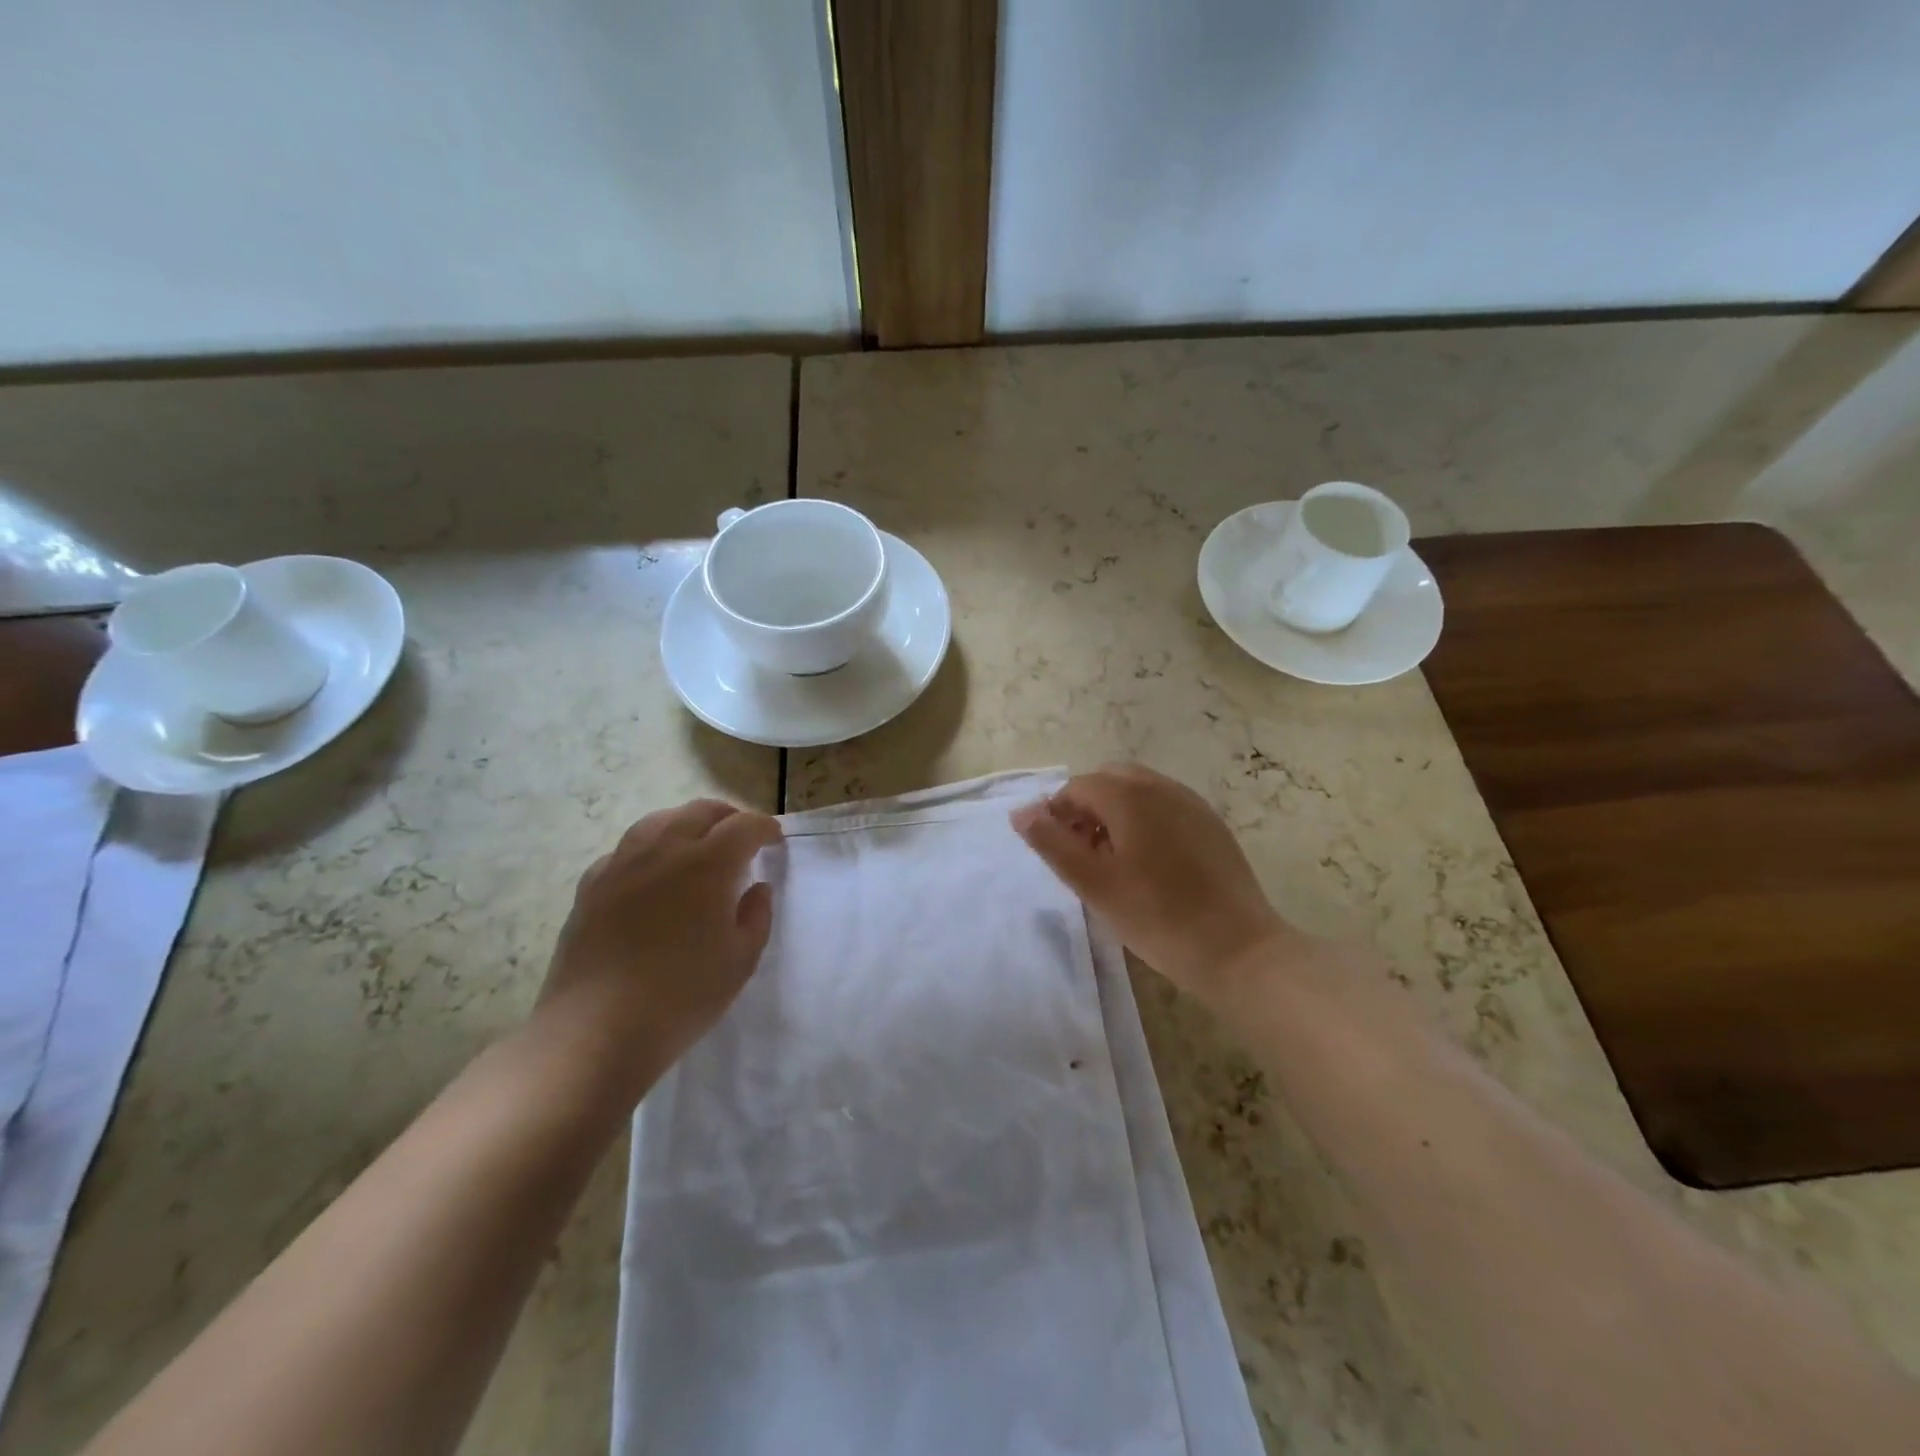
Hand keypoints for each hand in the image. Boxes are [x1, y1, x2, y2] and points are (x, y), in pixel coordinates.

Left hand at [536, 799, 782, 1103]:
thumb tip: (756, 888)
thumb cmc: (682, 996)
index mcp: (708, 863)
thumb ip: (756, 916)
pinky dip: (648, 849)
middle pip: (700, 812)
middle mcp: (664, 850)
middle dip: (728, 817)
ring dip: (686, 824)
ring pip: (658, 821)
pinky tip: (651, 874)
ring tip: (697, 845)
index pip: (744, 826)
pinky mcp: (591, 886)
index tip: (775, 840)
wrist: (596, 1030)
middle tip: (742, 838)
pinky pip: (625, 850)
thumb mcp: (741, 961)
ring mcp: (621, 865)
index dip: (765, 828)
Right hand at [1012, 763, 1298, 1003]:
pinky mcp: (1212, 824)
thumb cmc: (1156, 917)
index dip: (1057, 813)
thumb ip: (1051, 842)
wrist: (1238, 950)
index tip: (1057, 851)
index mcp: (1129, 796)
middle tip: (1081, 853)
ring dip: (1115, 812)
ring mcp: (1192, 803)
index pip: (1078, 786)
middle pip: (1110, 780)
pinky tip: (1149, 864)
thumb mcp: (1093, 883)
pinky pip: (1165, 806)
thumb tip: (1021, 812)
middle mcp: (1162, 787)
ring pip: (1139, 791)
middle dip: (1087, 807)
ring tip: (1112, 861)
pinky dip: (1144, 820)